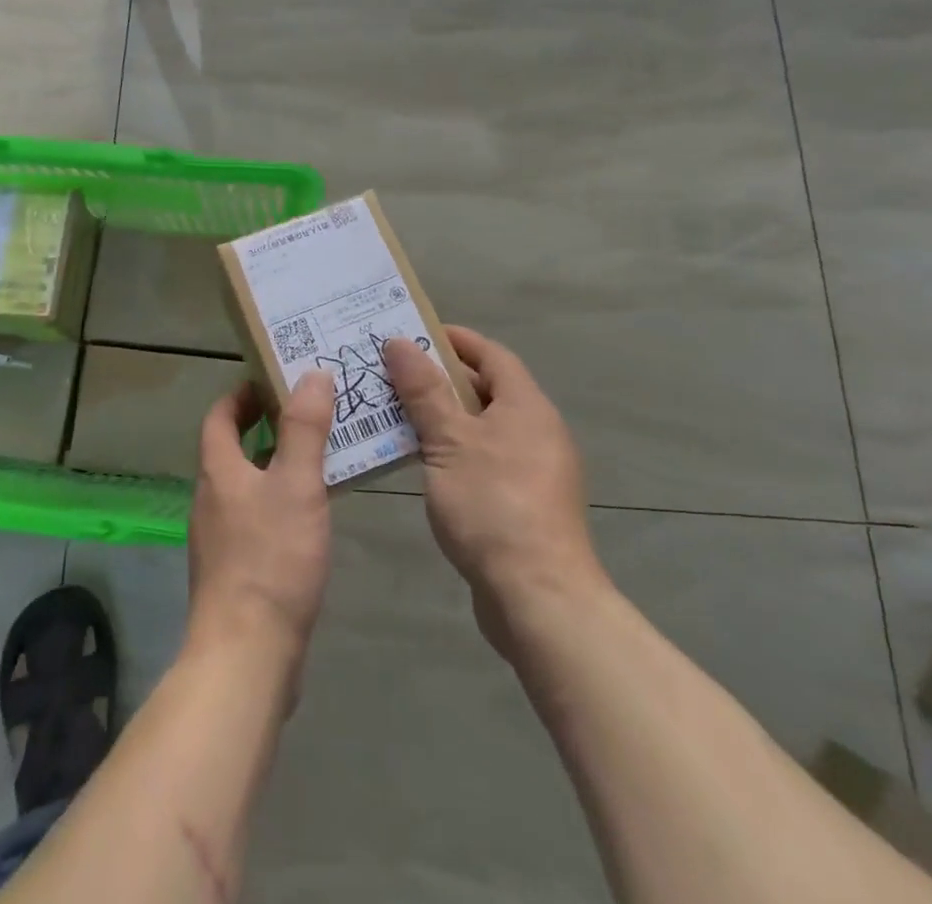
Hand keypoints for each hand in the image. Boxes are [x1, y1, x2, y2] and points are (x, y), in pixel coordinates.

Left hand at [186, 374, 335, 685]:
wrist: (246, 655)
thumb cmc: (271, 558)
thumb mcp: (296, 484)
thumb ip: (304, 428)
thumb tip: (311, 374)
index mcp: (218, 470)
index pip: (220, 416)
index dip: (242, 394)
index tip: (274, 380)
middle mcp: (211, 499)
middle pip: (232, 449)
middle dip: (266, 427)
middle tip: (310, 414)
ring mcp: (220, 538)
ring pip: (246, 486)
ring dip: (275, 466)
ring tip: (320, 458)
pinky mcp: (235, 571)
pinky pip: (255, 519)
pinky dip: (279, 503)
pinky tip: (311, 517)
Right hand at [384, 329, 607, 655]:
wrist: (539, 597)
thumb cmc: (493, 505)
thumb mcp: (449, 441)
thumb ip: (424, 390)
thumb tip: (400, 342)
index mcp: (526, 406)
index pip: (491, 354)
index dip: (454, 340)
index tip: (413, 333)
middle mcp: (537, 430)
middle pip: (486, 389)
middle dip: (440, 379)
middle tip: (392, 373)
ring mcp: (534, 470)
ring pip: (482, 427)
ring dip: (442, 417)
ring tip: (395, 413)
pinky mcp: (524, 503)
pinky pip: (484, 459)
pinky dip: (453, 450)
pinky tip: (421, 462)